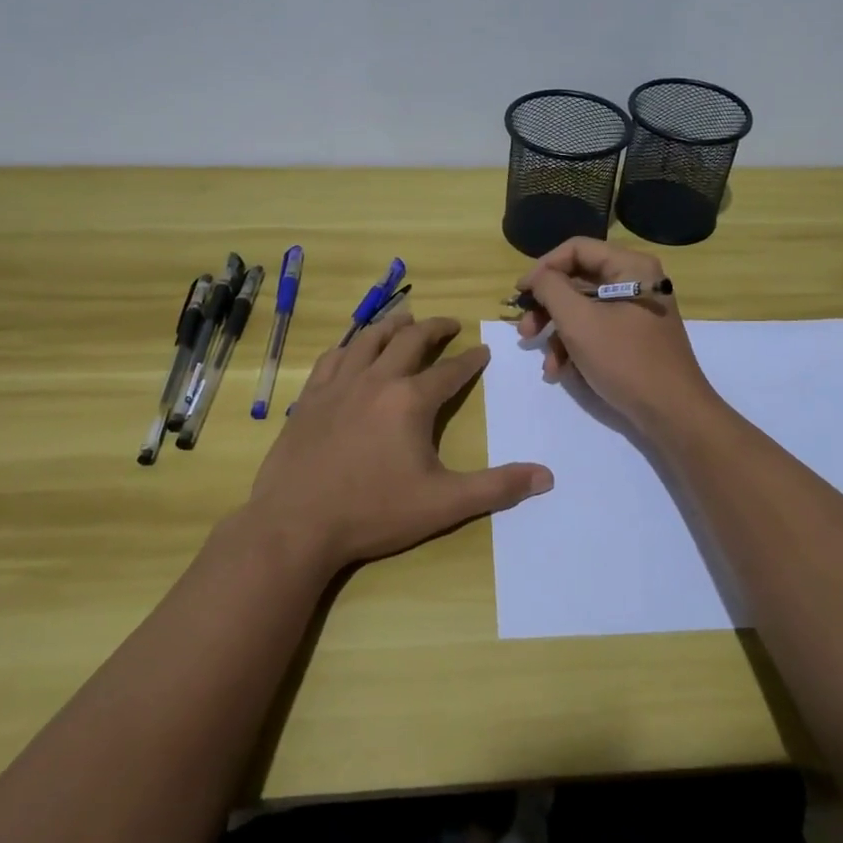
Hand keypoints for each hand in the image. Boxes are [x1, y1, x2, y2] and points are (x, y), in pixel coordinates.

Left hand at [246, 312, 552, 576]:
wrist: (295, 525)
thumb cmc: (373, 512)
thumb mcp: (443, 503)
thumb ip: (496, 487)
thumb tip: (546, 477)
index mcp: (410, 400)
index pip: (450, 371)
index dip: (471, 359)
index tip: (482, 350)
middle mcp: (376, 380)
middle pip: (409, 340)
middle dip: (434, 328)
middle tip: (449, 323)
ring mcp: (338, 385)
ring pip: (368, 339)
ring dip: (391, 325)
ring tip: (404, 318)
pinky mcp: (309, 398)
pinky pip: (332, 358)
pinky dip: (349, 346)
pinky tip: (352, 349)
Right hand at [515, 238, 716, 433]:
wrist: (672, 412)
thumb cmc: (625, 359)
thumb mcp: (578, 321)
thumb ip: (551, 289)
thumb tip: (537, 278)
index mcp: (630, 266)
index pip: (576, 249)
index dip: (543, 268)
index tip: (520, 294)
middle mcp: (635, 281)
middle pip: (577, 281)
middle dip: (547, 308)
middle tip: (525, 332)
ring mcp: (635, 311)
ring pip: (583, 310)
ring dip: (557, 335)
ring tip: (546, 362)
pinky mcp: (633, 338)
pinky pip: (596, 331)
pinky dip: (575, 348)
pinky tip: (560, 372)